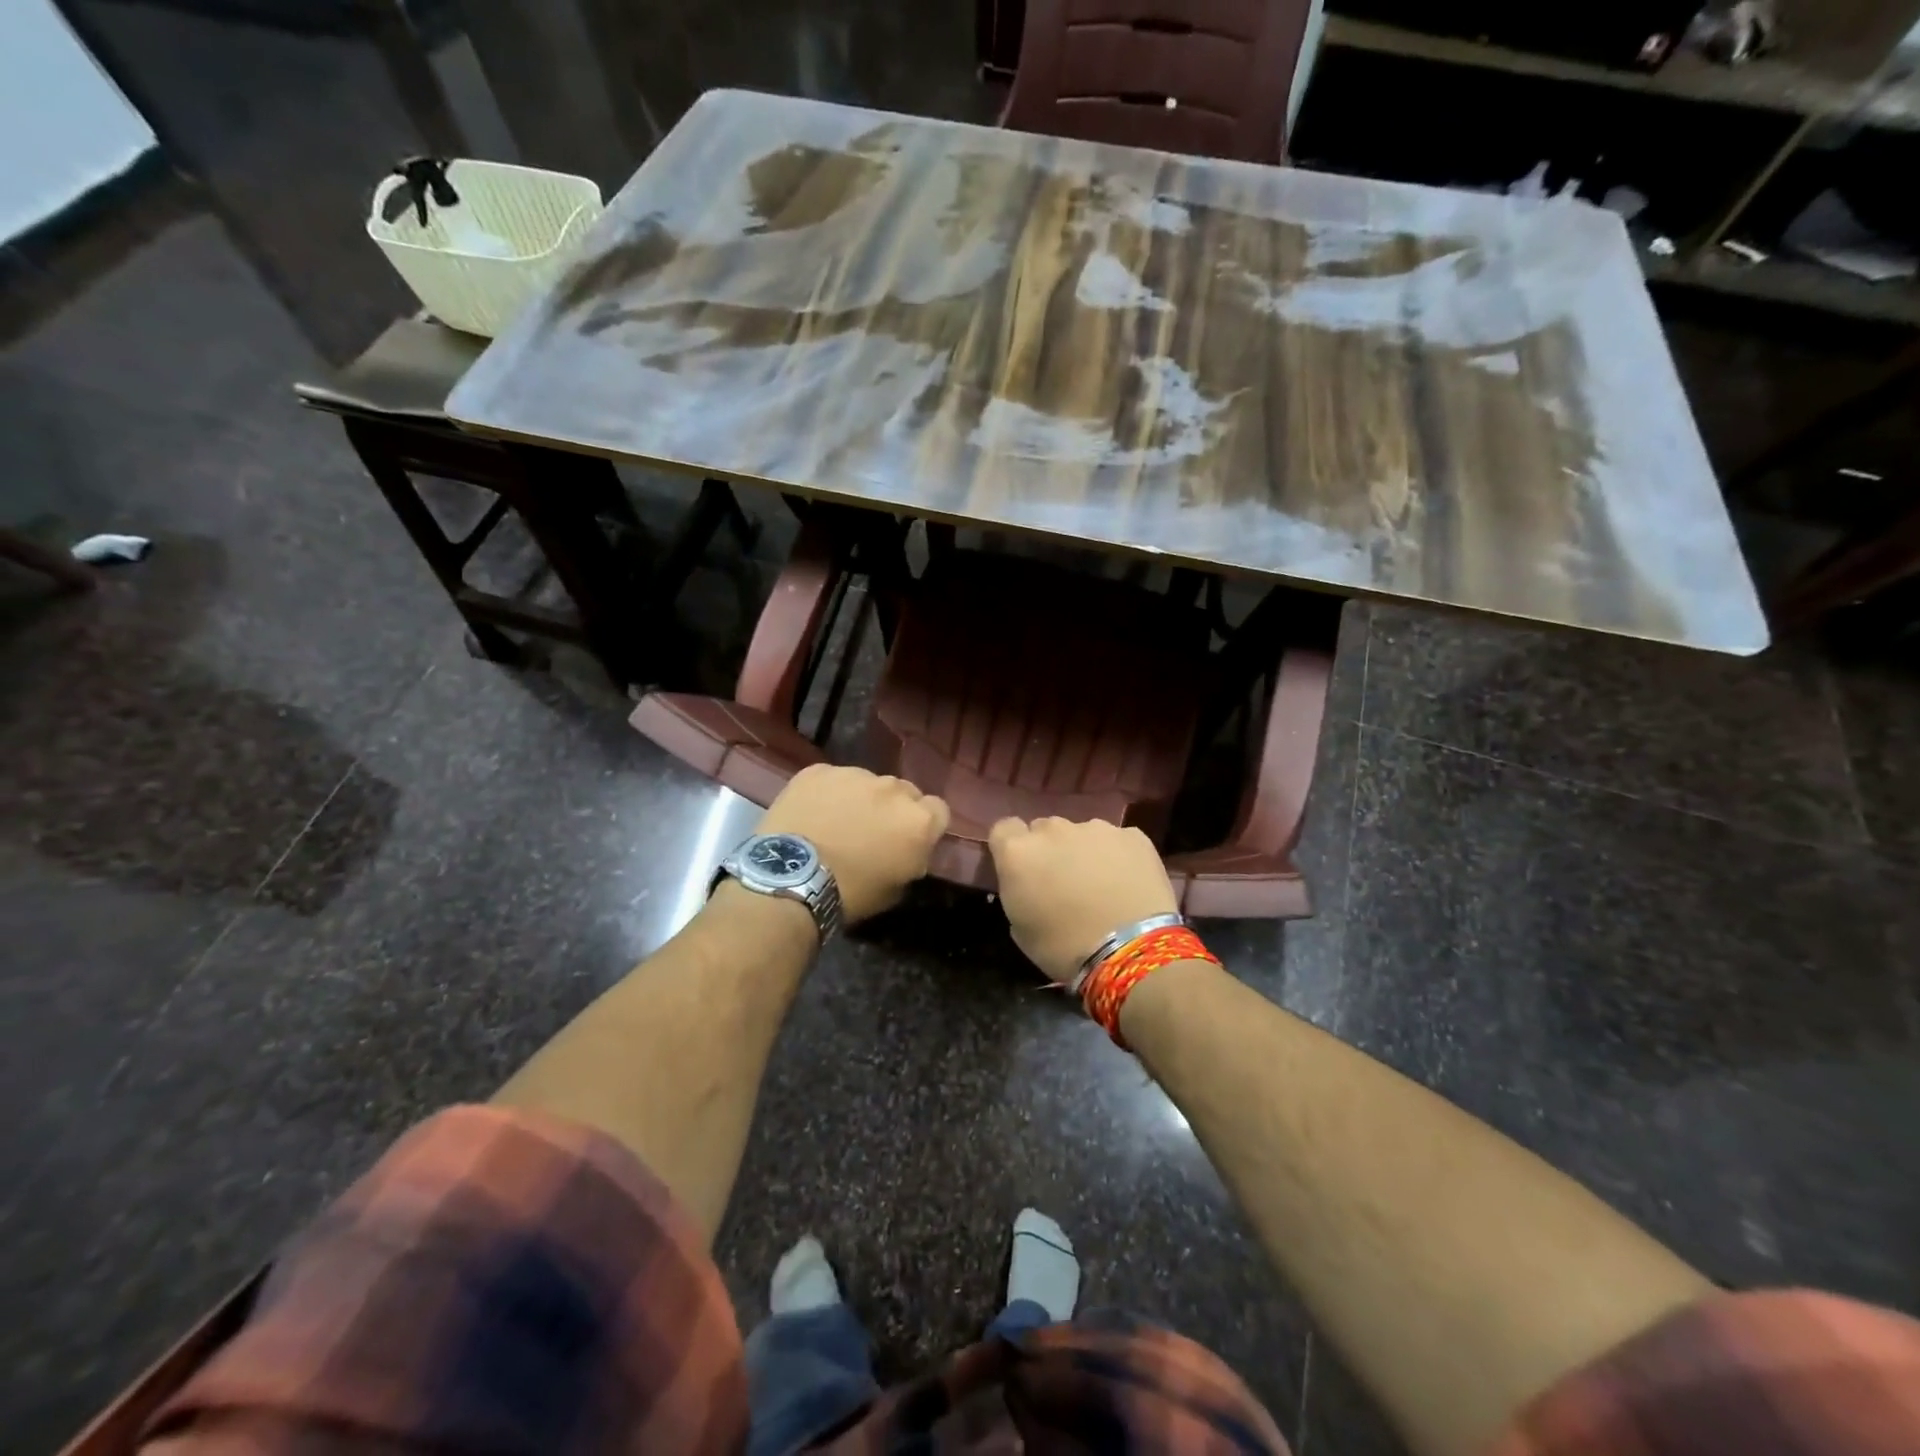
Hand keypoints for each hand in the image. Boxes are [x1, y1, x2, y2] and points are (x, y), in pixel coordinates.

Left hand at [756, 764, 949, 923]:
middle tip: (871, 832)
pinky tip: (812, 814)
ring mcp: (854, 774)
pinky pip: (832, 779)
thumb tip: (909, 851)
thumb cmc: (850, 893)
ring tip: (836, 822)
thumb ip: (912, 859)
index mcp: (918, 820)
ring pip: (867, 782)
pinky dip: (827, 793)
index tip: (909, 840)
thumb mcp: (896, 888)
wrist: (792, 878)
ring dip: (860, 799)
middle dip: (893, 809)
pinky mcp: (819, 770)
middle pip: (903, 792)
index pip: (938, 810)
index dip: (925, 825)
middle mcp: (893, 788)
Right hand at [988, 817, 1177, 982]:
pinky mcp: (1133, 835)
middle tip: (1062, 881)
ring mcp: (1095, 828)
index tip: (1022, 870)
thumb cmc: (1064, 948)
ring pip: (1082, 833)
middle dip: (1050, 850)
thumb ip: (1019, 891)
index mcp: (1018, 852)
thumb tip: (1028, 884)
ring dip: (1084, 851)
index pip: (1004, 829)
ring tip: (1101, 884)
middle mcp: (1053, 830)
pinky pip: (1117, 841)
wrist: (1131, 949)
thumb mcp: (1021, 928)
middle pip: (1044, 829)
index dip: (1012, 847)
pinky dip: (1119, 856)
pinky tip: (1128, 882)